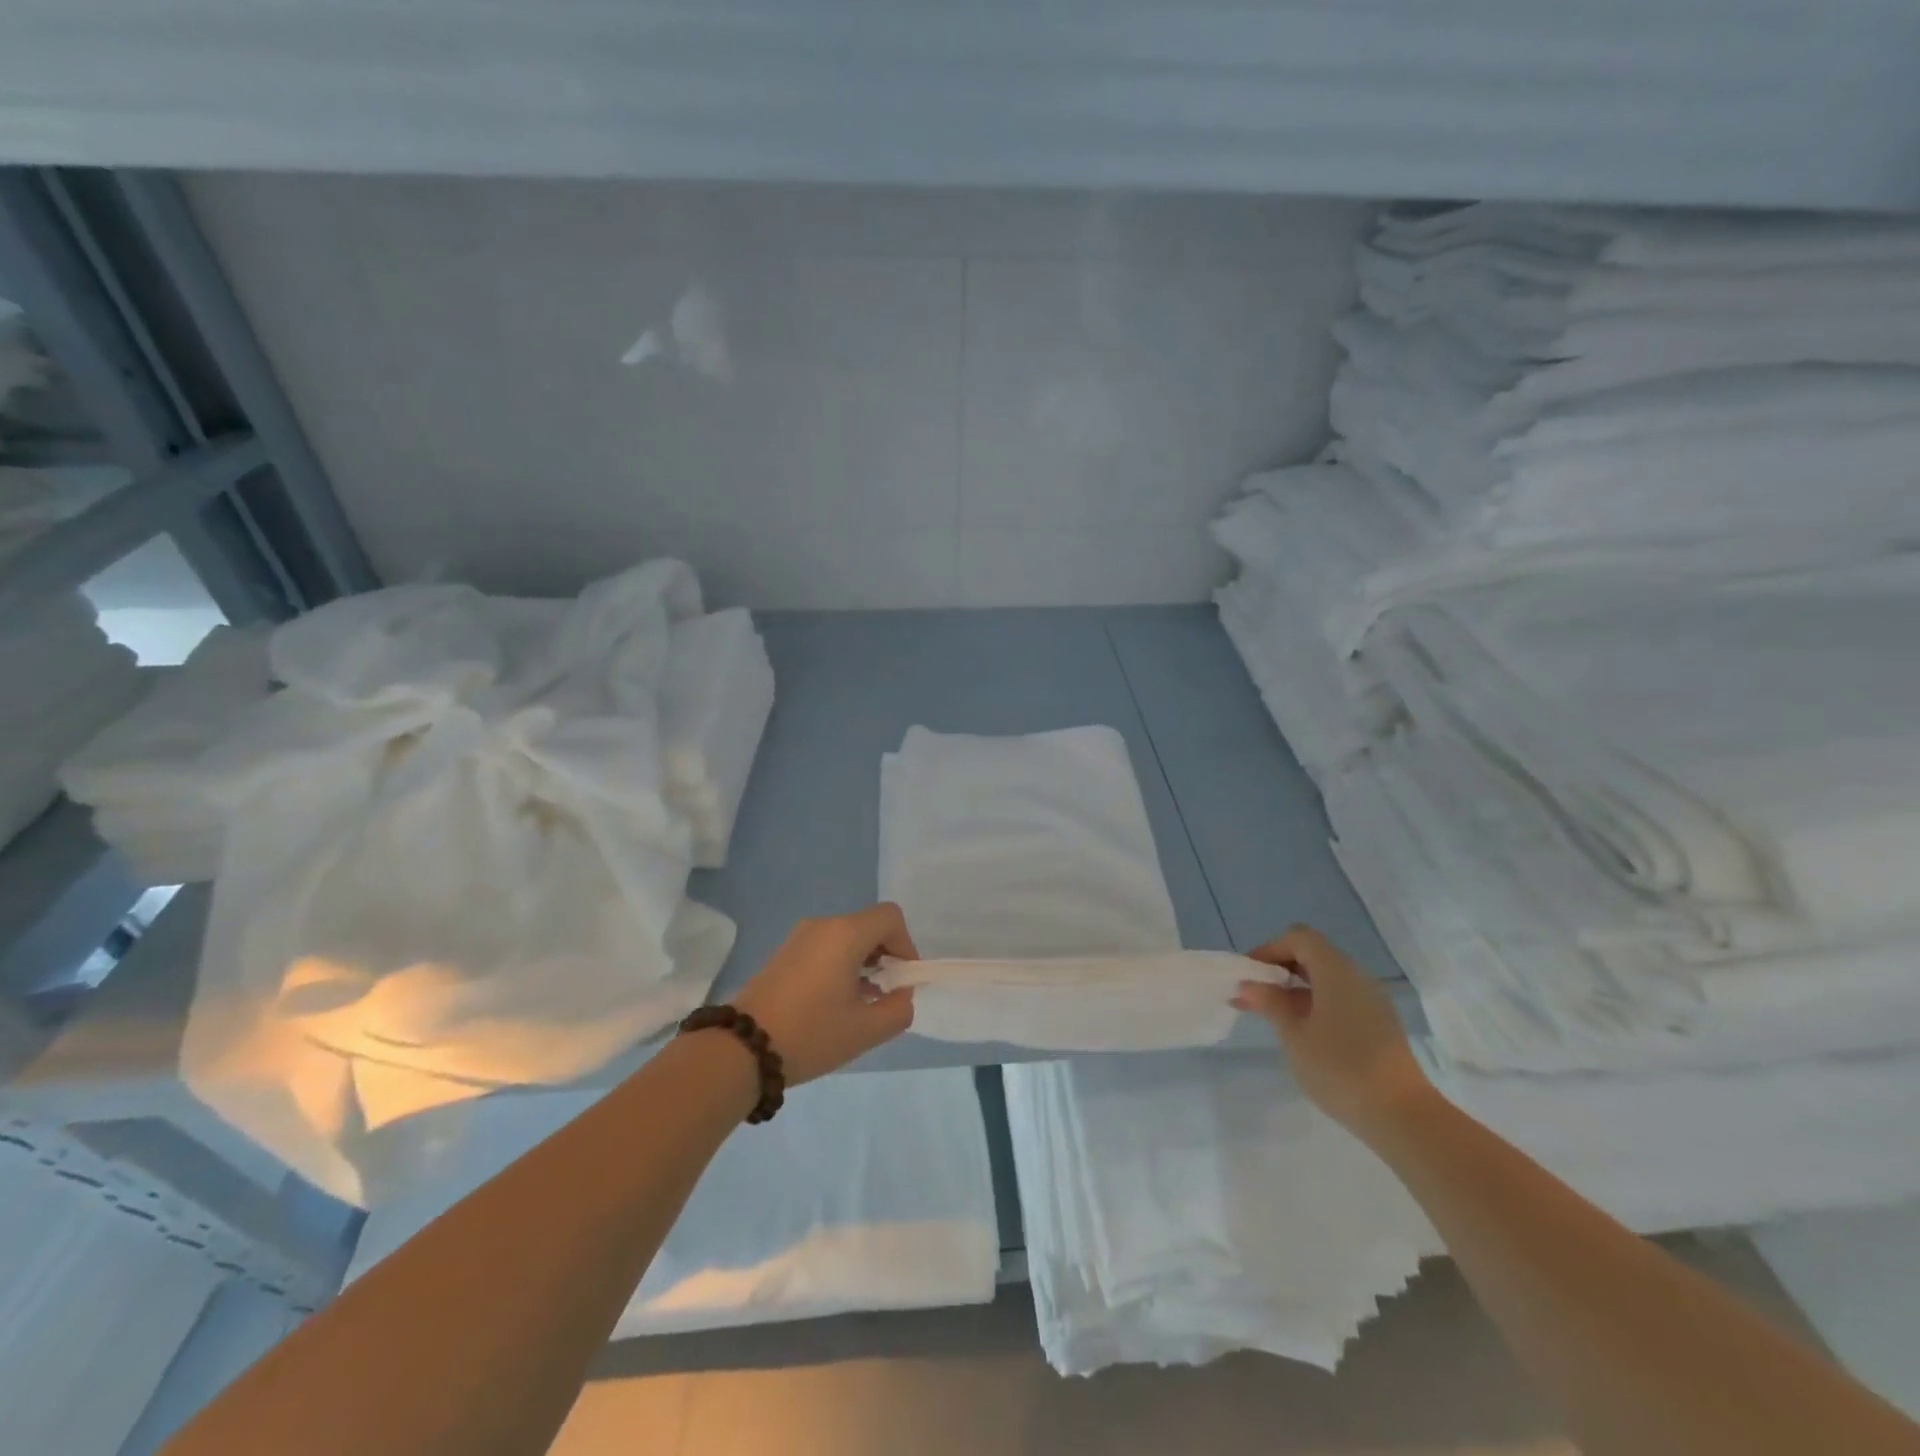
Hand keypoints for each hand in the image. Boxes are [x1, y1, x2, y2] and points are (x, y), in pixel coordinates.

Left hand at [730, 903, 918, 1083]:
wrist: (742, 1049)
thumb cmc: (810, 1034)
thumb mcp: (866, 1030)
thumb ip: (899, 1009)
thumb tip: (900, 994)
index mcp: (845, 934)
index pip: (890, 918)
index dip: (906, 945)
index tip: (902, 980)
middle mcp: (823, 925)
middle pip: (868, 926)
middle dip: (885, 956)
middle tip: (884, 994)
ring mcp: (799, 937)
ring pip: (846, 937)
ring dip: (863, 962)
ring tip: (859, 1003)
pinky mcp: (784, 952)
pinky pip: (825, 947)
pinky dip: (840, 965)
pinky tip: (833, 1002)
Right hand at [1232, 924, 1432, 1141]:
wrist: (1403, 1116)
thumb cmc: (1340, 1068)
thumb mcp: (1294, 1035)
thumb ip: (1270, 1003)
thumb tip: (1249, 985)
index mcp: (1336, 970)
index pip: (1299, 938)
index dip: (1269, 949)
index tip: (1250, 975)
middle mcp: (1357, 976)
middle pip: (1313, 955)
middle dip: (1280, 969)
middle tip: (1255, 995)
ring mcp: (1372, 1000)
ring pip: (1328, 978)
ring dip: (1297, 988)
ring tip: (1273, 1016)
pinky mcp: (1380, 1024)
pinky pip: (1342, 998)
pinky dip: (1317, 1003)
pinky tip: (1304, 1032)